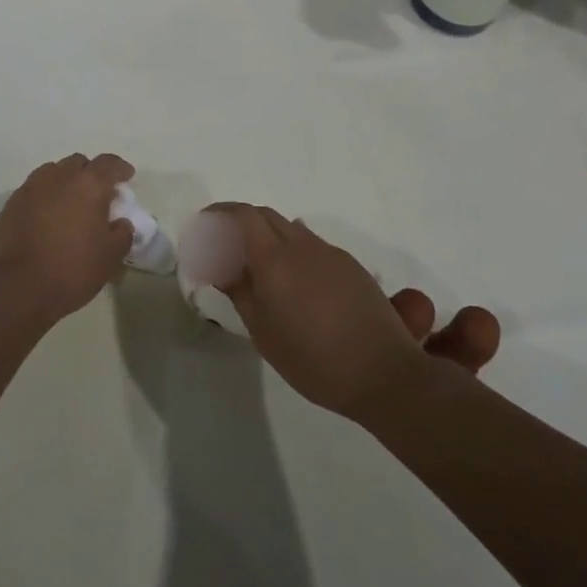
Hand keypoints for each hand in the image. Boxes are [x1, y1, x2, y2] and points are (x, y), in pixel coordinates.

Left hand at [0, 154, 135, 318]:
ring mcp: (30, 188)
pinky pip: (34, 191)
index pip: (108, 163)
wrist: (14, 287)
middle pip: (78, 163)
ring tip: (70, 205)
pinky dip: (45, 198)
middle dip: (90, 174)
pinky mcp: (10, 204)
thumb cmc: (70, 270)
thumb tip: (120, 223)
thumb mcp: (109, 257)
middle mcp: (58, 177)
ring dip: (65, 183)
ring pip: (53, 173)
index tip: (127, 177)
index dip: (120, 168)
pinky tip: (47, 219)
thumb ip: (121, 234)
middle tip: (98, 195)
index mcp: (88, 185)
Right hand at [206, 204, 499, 416]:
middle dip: (240, 223)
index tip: (204, 225)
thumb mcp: (263, 331)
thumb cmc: (313, 358)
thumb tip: (220, 265)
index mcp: (275, 258)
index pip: (242, 216)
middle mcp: (302, 245)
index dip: (220, 214)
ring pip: (290, 228)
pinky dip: (291, 249)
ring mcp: (330, 253)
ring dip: (267, 235)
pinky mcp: (351, 266)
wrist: (383, 373)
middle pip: (265, 216)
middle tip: (224, 246)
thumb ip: (239, 290)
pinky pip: (312, 244)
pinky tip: (292, 281)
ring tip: (257, 266)